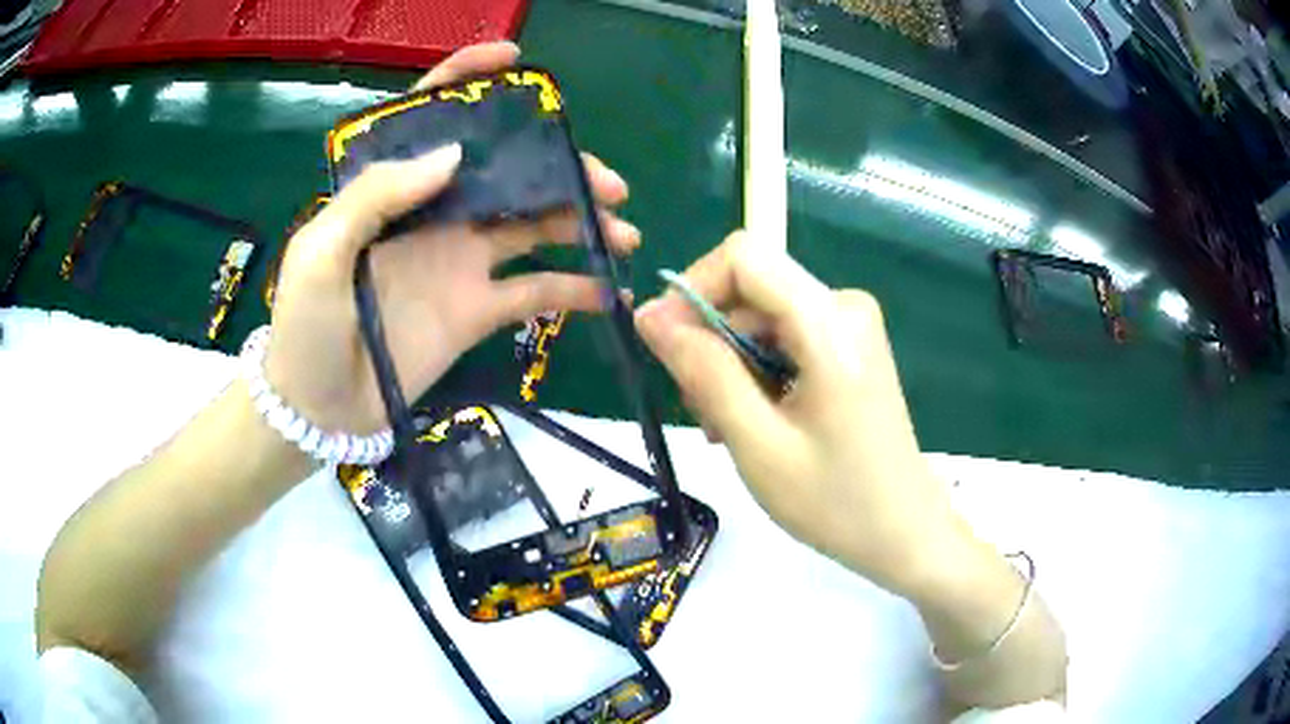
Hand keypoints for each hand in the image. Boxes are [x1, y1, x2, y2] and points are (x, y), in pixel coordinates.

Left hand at [265, 42, 640, 434]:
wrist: (319, 408)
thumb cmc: (305, 326)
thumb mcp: (320, 251)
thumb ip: (375, 194)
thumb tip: (452, 154)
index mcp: (391, 188)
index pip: (432, 118)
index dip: (470, 79)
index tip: (515, 62)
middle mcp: (434, 214)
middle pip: (504, 171)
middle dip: (558, 165)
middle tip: (606, 181)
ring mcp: (460, 261)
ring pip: (533, 225)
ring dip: (580, 221)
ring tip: (623, 229)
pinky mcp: (477, 310)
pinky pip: (534, 292)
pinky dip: (574, 290)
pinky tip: (610, 290)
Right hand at [634, 231, 956, 593]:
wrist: (904, 532)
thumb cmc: (835, 501)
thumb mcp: (757, 443)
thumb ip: (704, 372)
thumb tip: (650, 314)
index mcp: (830, 322)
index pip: (744, 256)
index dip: (694, 290)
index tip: (666, 348)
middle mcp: (843, 306)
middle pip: (750, 293)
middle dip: (712, 346)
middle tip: (704, 417)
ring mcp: (849, 325)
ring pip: (760, 320)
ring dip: (731, 369)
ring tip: (729, 431)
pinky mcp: (848, 346)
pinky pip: (783, 339)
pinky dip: (757, 375)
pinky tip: (755, 423)